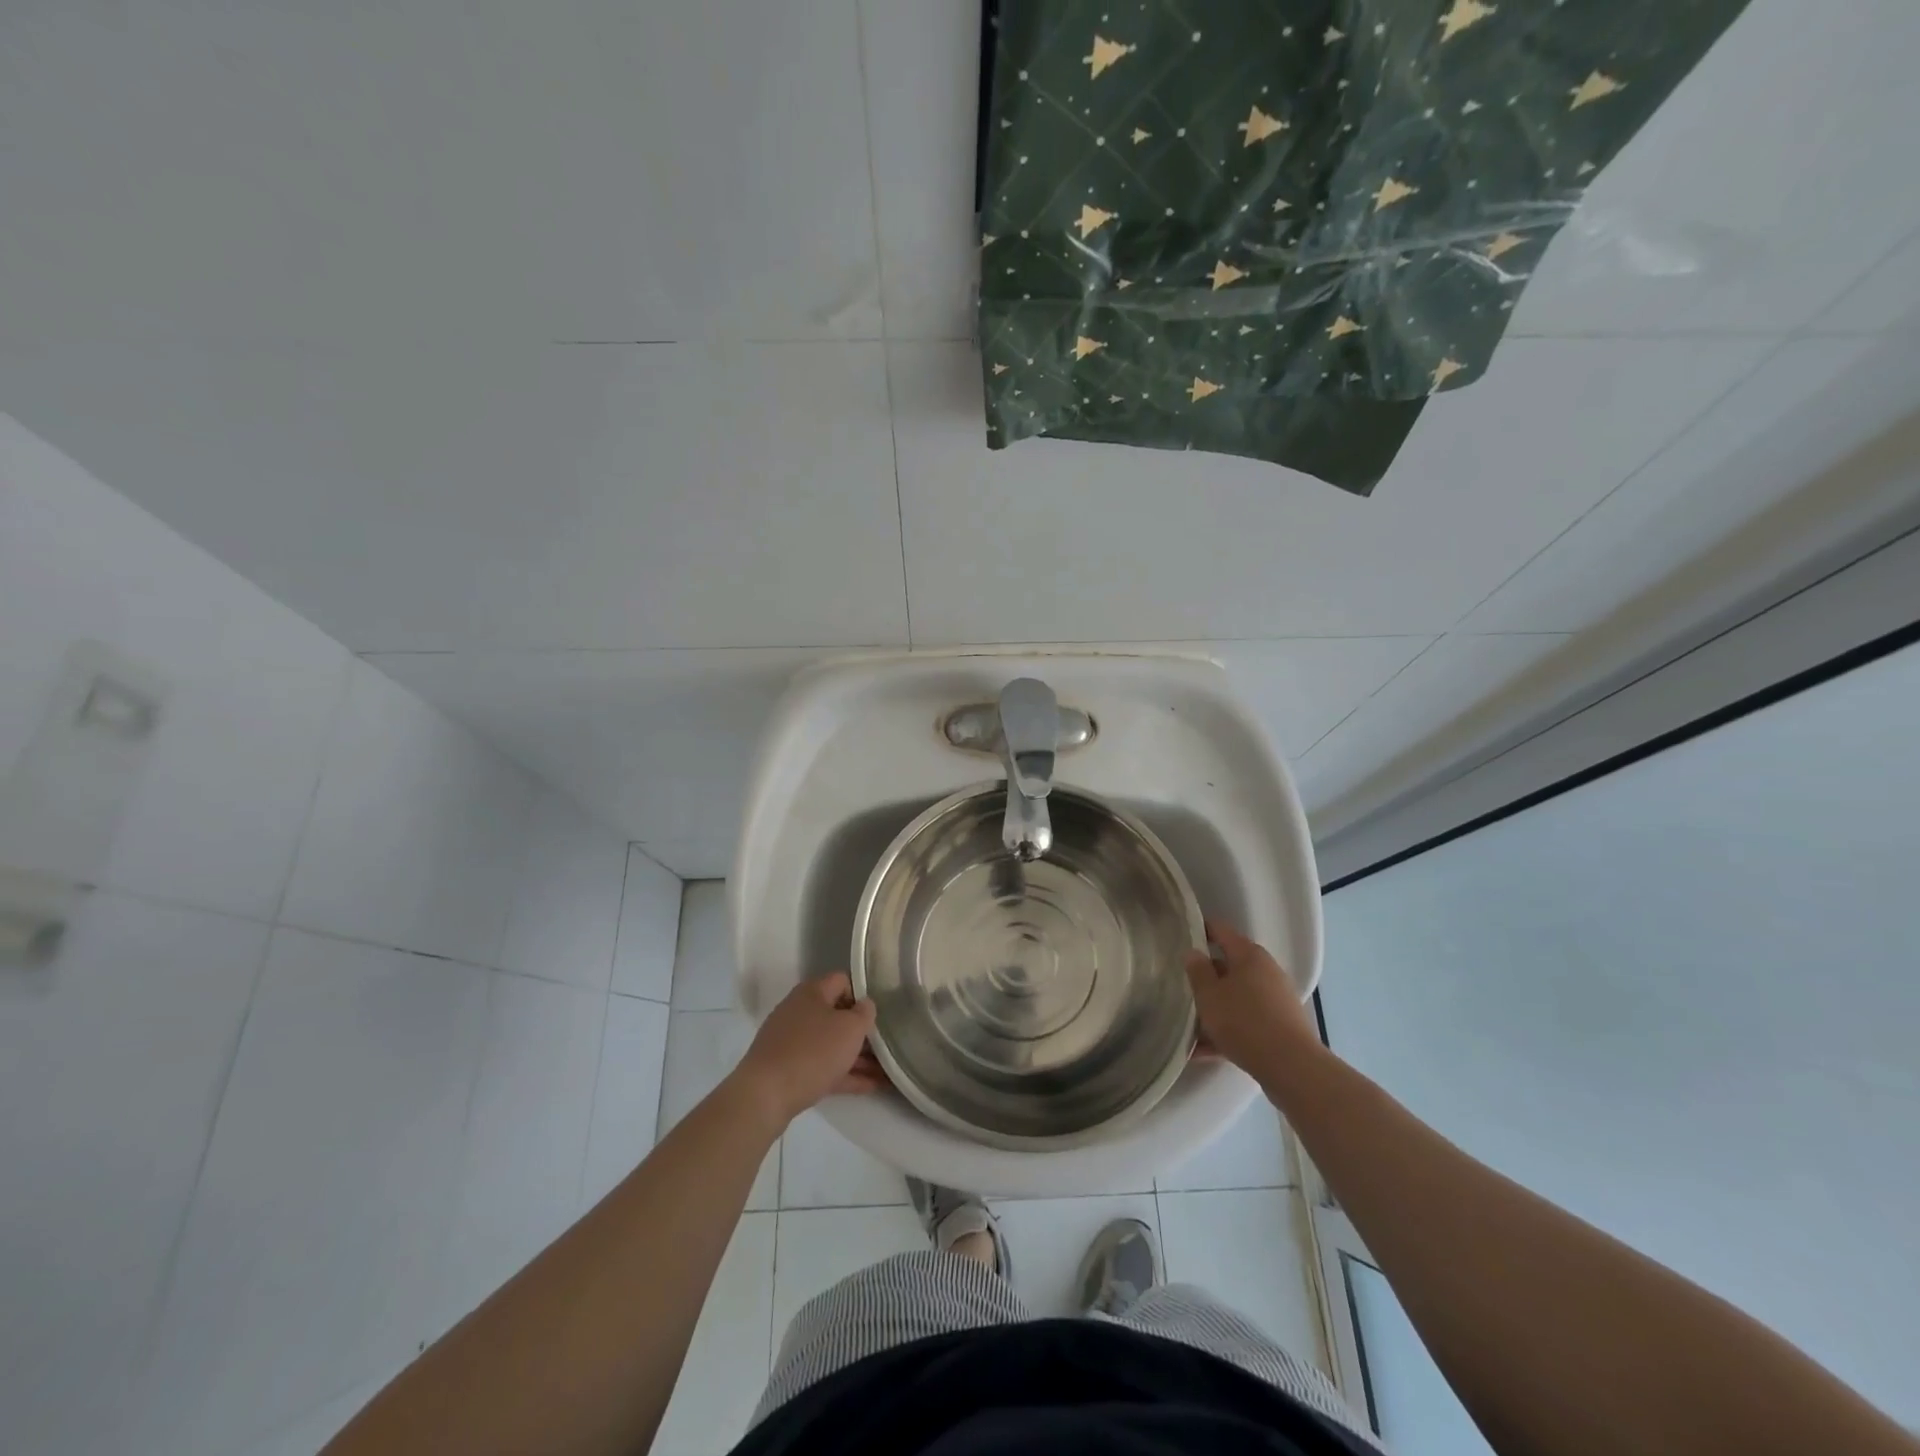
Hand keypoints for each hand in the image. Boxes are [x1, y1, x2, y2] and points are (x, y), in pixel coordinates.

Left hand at [732, 972, 883, 1126]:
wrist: (765, 1095)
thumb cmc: (813, 1052)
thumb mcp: (851, 1028)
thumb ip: (865, 1013)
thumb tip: (865, 1005)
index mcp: (812, 992)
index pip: (843, 981)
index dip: (863, 995)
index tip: (879, 1013)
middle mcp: (799, 1011)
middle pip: (837, 1015)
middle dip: (862, 1031)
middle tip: (886, 1045)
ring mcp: (791, 1042)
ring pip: (831, 1044)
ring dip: (857, 1056)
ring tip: (886, 1071)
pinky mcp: (787, 1069)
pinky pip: (822, 1066)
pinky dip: (844, 1074)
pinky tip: (869, 1086)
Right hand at [1183, 919, 1321, 1088]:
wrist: (1291, 1067)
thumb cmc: (1244, 1022)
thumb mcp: (1209, 995)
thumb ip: (1197, 971)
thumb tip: (1193, 952)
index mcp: (1249, 955)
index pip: (1221, 930)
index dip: (1200, 929)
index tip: (1180, 934)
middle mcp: (1266, 971)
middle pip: (1229, 966)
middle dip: (1206, 976)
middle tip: (1182, 985)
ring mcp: (1277, 999)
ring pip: (1237, 996)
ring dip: (1215, 1007)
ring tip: (1189, 1024)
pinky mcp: (1281, 1025)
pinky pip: (1247, 1020)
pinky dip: (1227, 1029)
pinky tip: (1204, 1050)